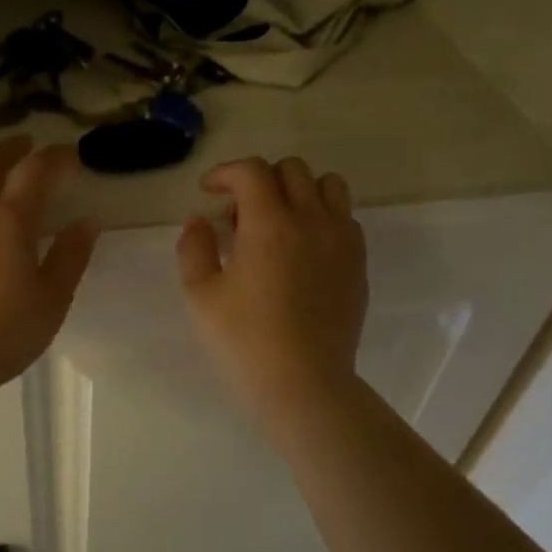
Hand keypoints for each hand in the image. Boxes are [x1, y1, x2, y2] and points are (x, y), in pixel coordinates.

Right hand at [177, 156, 366, 424]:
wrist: (304, 382)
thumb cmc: (245, 340)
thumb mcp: (201, 295)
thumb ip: (194, 248)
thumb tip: (199, 221)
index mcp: (269, 224)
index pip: (252, 171)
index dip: (225, 173)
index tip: (208, 191)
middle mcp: (311, 220)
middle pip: (291, 170)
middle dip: (259, 180)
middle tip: (238, 213)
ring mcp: (341, 240)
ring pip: (328, 185)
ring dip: (298, 191)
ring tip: (278, 221)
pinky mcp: (358, 263)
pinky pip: (345, 218)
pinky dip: (322, 217)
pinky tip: (303, 248)